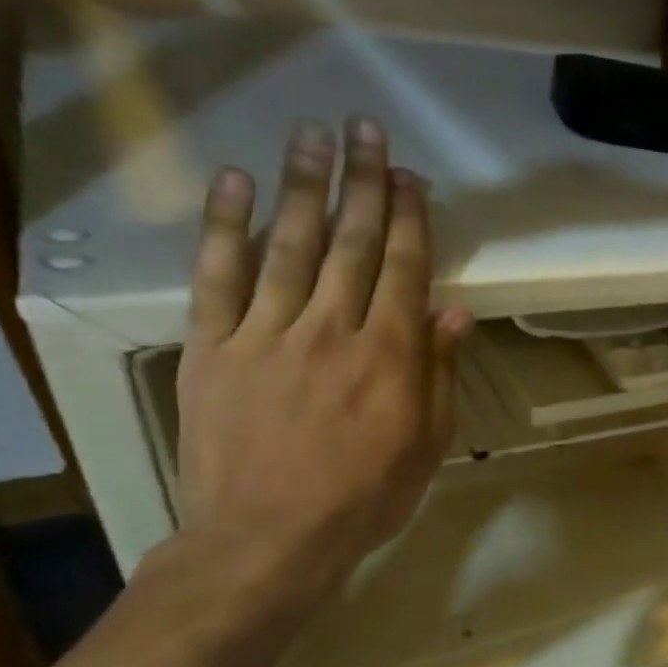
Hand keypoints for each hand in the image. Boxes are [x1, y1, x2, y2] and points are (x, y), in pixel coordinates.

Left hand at [174, 116, 471, 610]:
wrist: (269, 536)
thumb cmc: (367, 496)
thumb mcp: (428, 443)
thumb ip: (439, 373)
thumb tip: (454, 314)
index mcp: (391, 356)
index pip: (405, 270)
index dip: (409, 218)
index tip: (409, 176)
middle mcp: (332, 329)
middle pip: (352, 244)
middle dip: (361, 183)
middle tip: (364, 130)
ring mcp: (267, 333)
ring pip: (289, 245)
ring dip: (302, 186)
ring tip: (310, 135)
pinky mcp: (214, 347)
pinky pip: (218, 276)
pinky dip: (225, 227)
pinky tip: (235, 184)